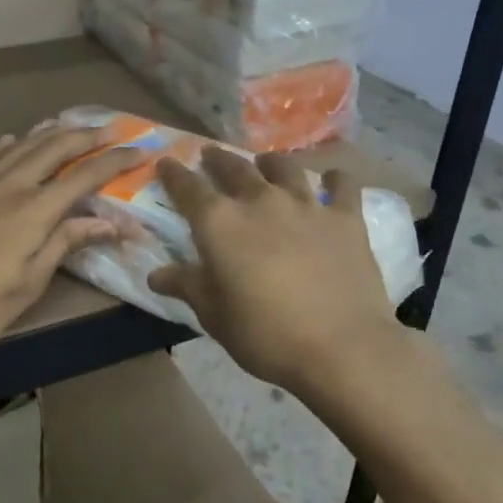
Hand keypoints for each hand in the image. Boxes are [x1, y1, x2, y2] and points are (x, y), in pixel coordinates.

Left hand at [0, 123, 141, 355]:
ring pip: (23, 146)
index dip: (115, 161)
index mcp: (33, 210)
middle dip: (87, 137)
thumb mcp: (30, 282)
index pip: (84, 175)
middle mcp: (10, 187)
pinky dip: (8, 145)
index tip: (140, 151)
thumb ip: (66, 243)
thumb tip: (110, 223)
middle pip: (55, 148)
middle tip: (113, 131)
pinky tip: (14, 139)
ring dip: (51, 132)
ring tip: (72, 124)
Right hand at [147, 148, 403, 394]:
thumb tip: (156, 275)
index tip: (165, 163)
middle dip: (218, 159)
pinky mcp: (345, 218)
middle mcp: (259, 202)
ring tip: (266, 163)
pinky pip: (341, 185)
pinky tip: (333, 180)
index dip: (173, 174)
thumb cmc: (265, 335)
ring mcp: (306, 205)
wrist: (341, 347)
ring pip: (284, 168)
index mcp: (220, 224)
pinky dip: (334, 180)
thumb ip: (187, 286)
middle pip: (234, 167)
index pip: (188, 188)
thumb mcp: (214, 316)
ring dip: (270, 163)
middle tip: (211, 155)